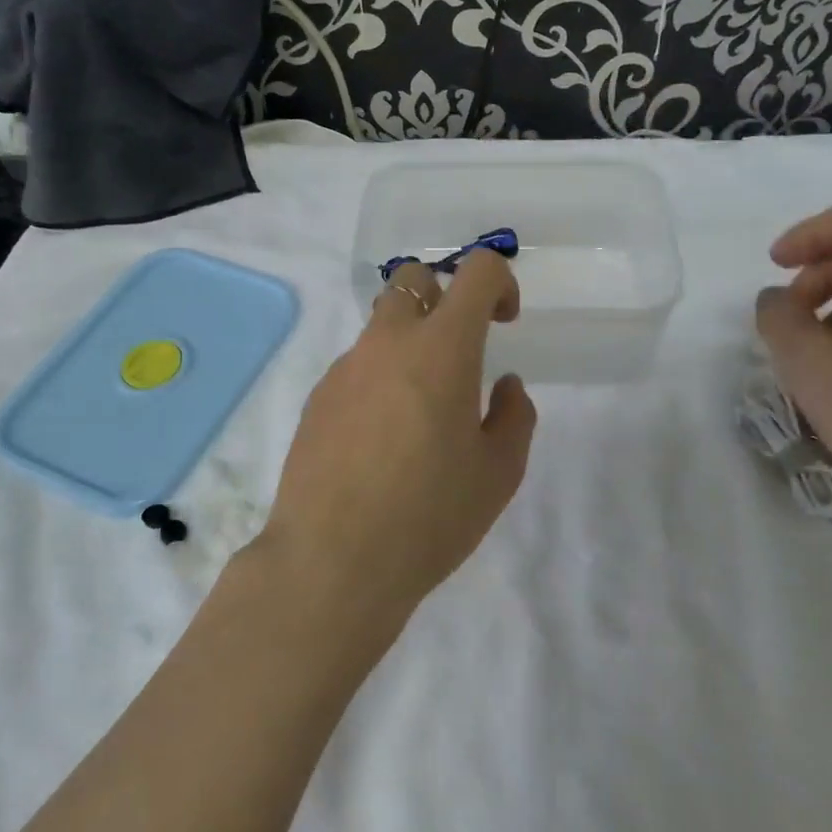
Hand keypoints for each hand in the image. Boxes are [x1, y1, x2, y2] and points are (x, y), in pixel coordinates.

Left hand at [260, 250, 537, 622]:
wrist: (332, 560)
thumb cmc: (429, 515)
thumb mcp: (498, 473)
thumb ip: (514, 416)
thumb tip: (505, 386)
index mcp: (442, 348)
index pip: (476, 271)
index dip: (500, 282)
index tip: (505, 323)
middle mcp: (388, 342)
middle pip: (413, 279)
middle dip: (443, 297)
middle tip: (459, 354)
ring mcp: (345, 368)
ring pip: (381, 327)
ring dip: (409, 346)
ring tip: (420, 416)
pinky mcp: (316, 398)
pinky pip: (356, 368)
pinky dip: (378, 382)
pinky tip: (381, 442)